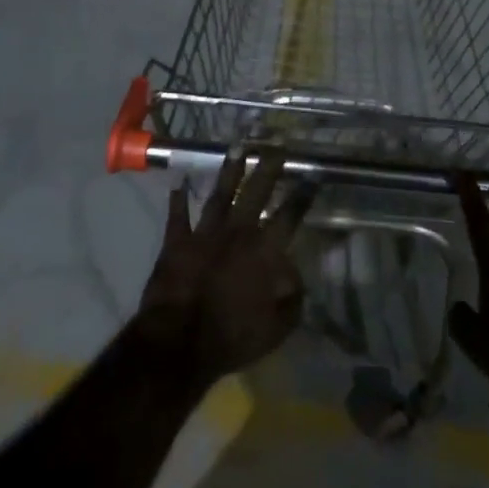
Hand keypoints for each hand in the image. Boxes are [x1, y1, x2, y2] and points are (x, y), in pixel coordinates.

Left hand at [134, 149, 312, 387]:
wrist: (178, 341)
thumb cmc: (231, 338)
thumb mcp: (275, 329)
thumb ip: (291, 301)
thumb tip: (296, 277)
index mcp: (263, 253)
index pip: (288, 217)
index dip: (302, 196)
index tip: (312, 175)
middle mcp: (237, 234)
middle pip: (255, 194)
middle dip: (267, 169)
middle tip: (276, 147)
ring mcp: (204, 234)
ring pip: (220, 195)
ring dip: (229, 171)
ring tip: (237, 148)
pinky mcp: (177, 242)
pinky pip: (178, 216)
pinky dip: (178, 199)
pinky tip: (180, 182)